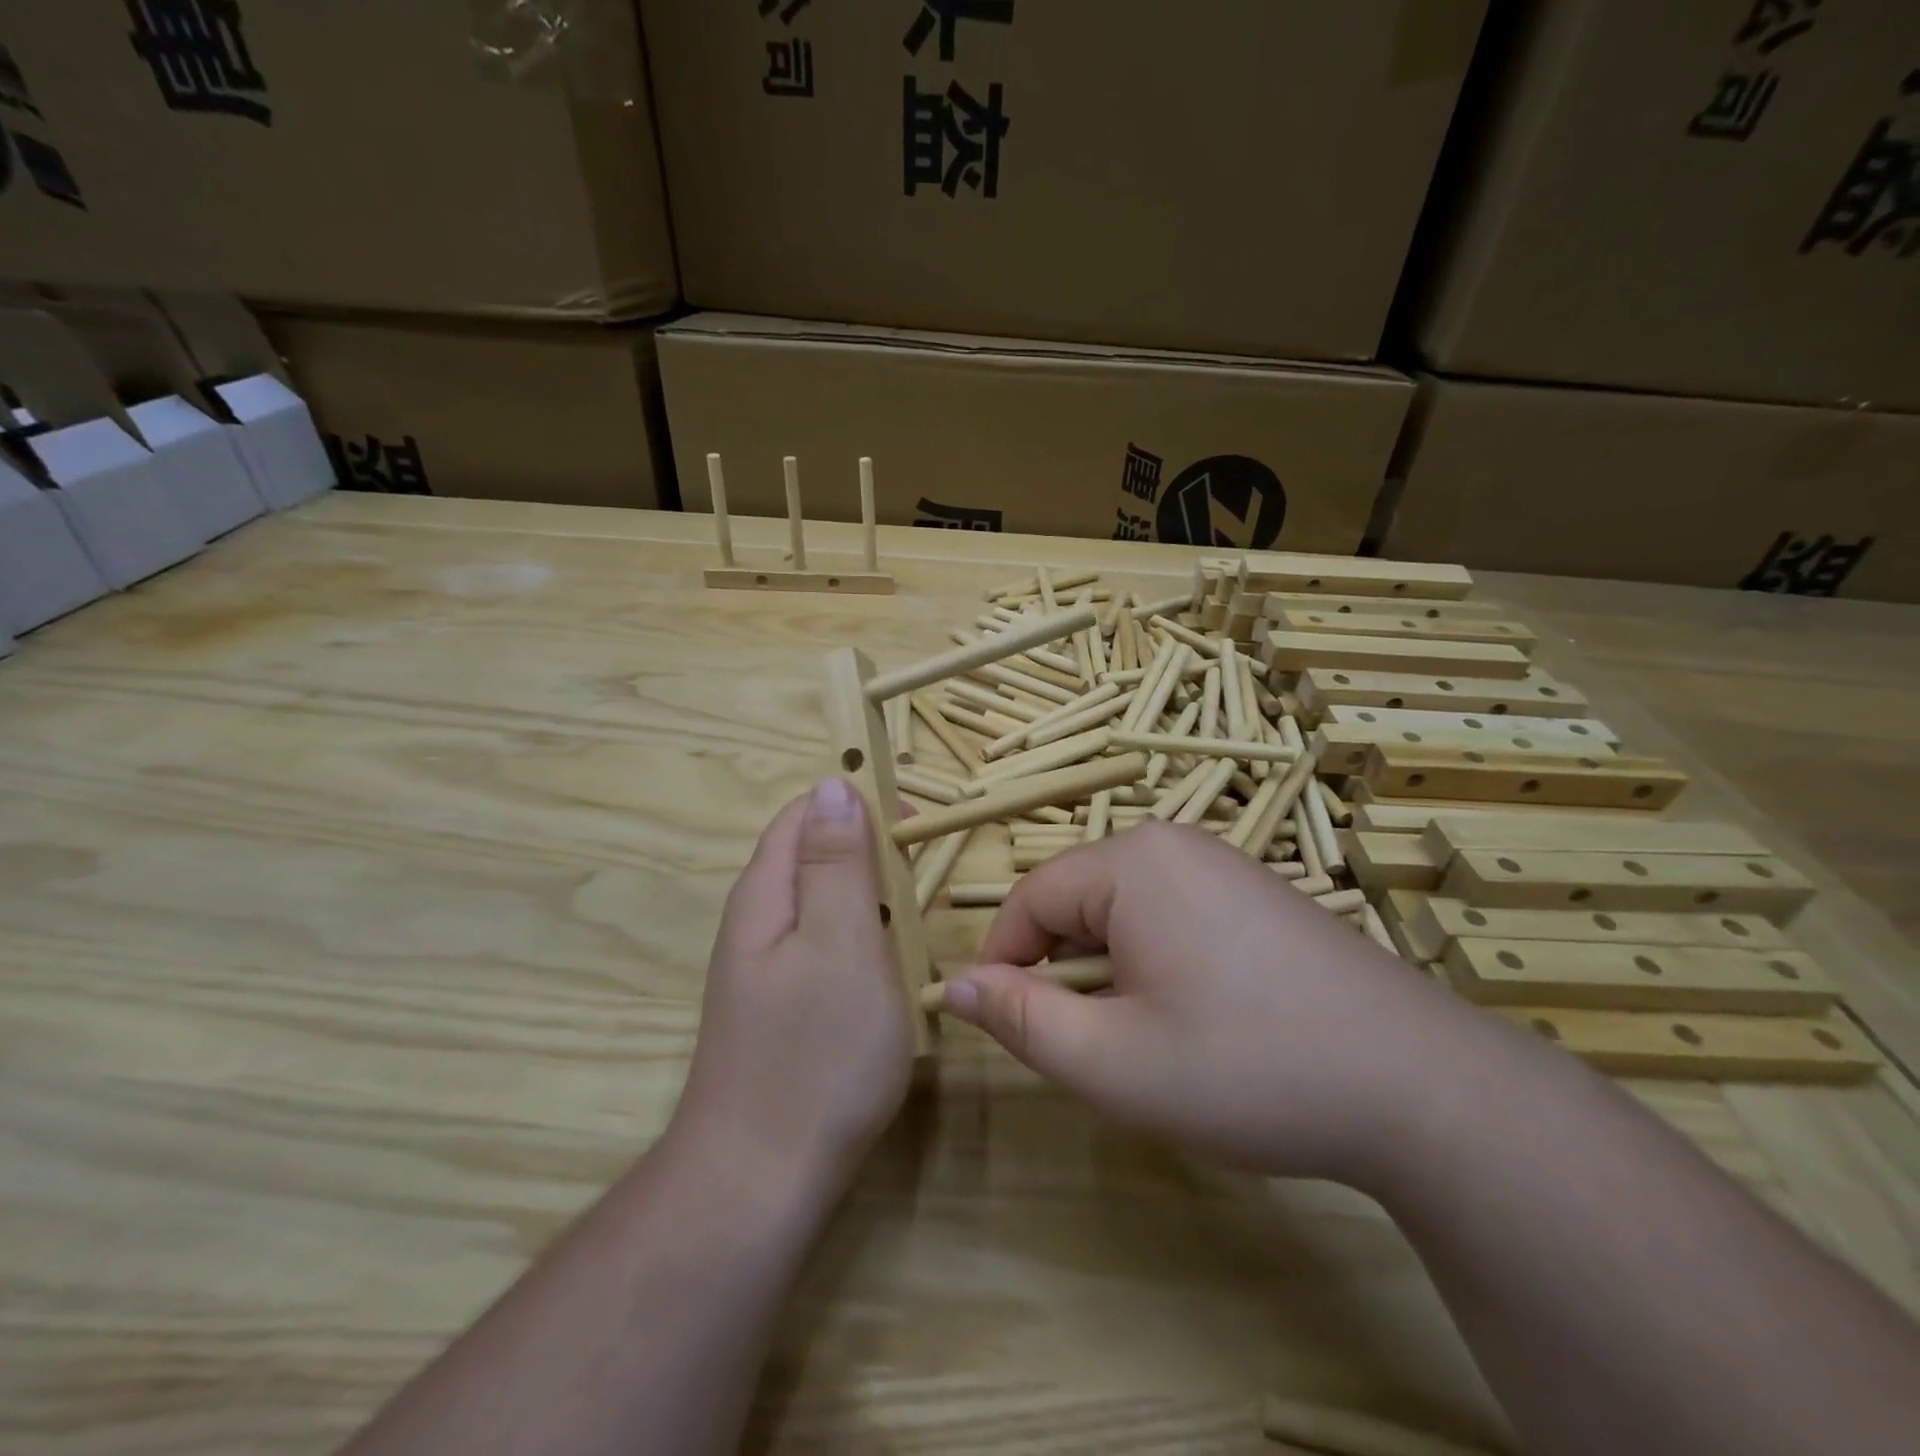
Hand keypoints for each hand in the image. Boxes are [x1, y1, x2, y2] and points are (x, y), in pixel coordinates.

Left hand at [673, 780, 913, 1203]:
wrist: (760, 1180)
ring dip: (871, 900)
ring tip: (916, 926)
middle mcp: (757, 920)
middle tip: (925, 886)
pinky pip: (825, 947)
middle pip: (813, 855)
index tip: (915, 826)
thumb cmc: (815, 1052)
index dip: (859, 804)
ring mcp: (765, 967)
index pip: (806, 812)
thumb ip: (837, 862)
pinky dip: (862, 942)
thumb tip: (832, 785)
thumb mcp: (840, 941)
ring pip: (823, 904)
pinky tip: (888, 971)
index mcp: (766, 892)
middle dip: (870, 854)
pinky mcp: (781, 1006)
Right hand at [942, 821, 1486, 1187]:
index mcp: (1131, 861)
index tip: (1006, 1024)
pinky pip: (1172, 915)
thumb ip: (1021, 1018)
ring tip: (1150, 1038)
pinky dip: (1158, 962)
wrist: (1420, 1086)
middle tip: (1096, 1047)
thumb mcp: (1111, 1060)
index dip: (1004, 961)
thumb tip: (955, 986)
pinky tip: (1201, 1018)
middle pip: (1079, 900)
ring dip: (1112, 970)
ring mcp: (1223, 865)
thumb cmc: (1246, 1067)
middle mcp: (1175, 844)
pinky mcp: (1257, 893)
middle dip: (1066, 969)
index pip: (1030, 898)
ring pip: (1125, 911)